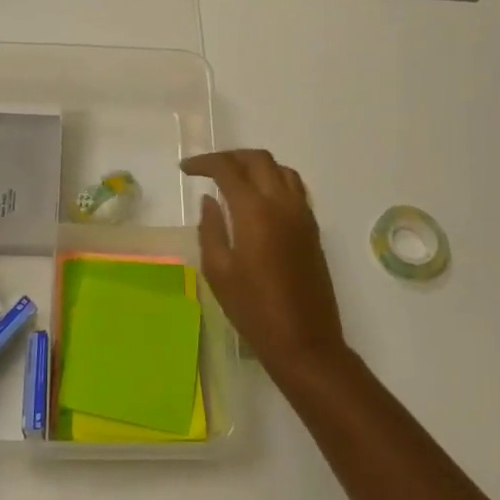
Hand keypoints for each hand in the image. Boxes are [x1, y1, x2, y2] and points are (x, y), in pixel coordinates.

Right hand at [180, 149, 345, 381]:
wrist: (305, 342)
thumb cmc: (254, 310)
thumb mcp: (218, 271)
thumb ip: (211, 228)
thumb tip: (209, 200)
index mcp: (254, 211)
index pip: (228, 169)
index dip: (204, 163)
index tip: (186, 169)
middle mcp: (282, 203)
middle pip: (258, 159)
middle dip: (230, 157)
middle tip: (208, 169)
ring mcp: (302, 213)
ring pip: (281, 168)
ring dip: (255, 165)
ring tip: (234, 178)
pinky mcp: (313, 228)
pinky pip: (295, 187)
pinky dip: (274, 179)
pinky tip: (259, 197)